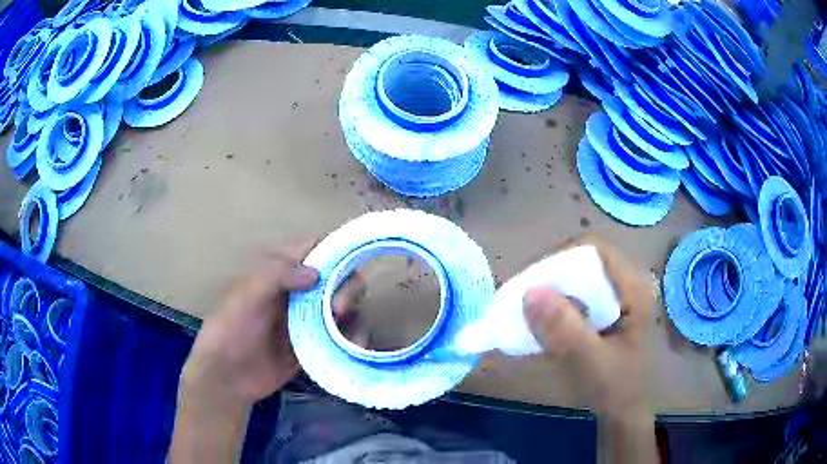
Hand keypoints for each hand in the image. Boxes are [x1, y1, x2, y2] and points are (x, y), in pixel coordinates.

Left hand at [171, 240, 366, 462]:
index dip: (335, 248)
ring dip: (355, 314)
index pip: (314, 247)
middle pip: (337, 275)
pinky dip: (354, 338)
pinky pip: (342, 335)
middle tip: (338, 310)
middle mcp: (299, 291)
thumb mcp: (246, 297)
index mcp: (280, 272)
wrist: (228, 377)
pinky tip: (354, 348)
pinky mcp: (316, 344)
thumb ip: (276, 275)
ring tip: (349, 336)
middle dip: (346, 287)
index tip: (349, 263)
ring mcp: (309, 319)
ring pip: (345, 305)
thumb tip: (316, 272)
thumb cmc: (230, 330)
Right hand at [524, 235, 652, 415]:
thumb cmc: (613, 386)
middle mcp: (627, 285)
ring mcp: (616, 296)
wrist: (621, 409)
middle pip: (584, 262)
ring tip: (526, 308)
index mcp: (634, 290)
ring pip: (578, 278)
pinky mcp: (605, 309)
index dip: (561, 258)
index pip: (595, 251)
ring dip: (551, 291)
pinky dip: (556, 304)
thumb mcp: (590, 361)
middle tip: (522, 297)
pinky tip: (542, 321)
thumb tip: (530, 292)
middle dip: (551, 276)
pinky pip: (576, 295)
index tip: (531, 281)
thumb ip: (565, 330)